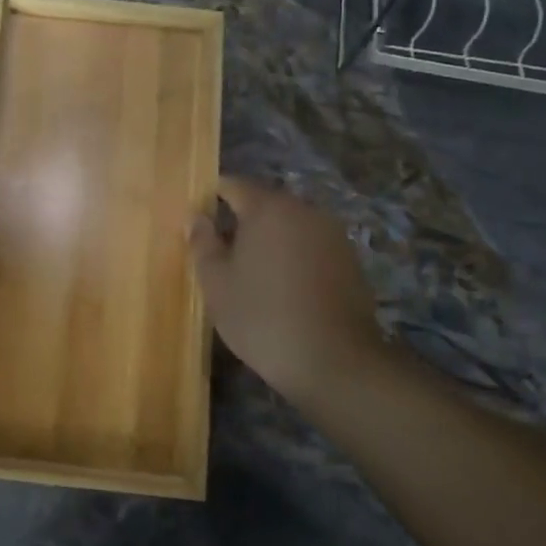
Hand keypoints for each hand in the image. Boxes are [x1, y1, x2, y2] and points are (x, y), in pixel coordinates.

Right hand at [188, 177, 388, 408]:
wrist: (333, 360)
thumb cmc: (261, 316)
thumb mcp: (216, 283)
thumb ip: (202, 243)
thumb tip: (196, 217)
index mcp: (268, 208)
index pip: (233, 185)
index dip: (211, 197)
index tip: (198, 220)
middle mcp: (305, 210)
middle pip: (265, 204)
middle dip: (241, 221)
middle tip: (220, 253)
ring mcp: (333, 235)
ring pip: (290, 226)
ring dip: (270, 241)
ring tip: (251, 274)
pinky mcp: (350, 261)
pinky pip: (311, 247)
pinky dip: (293, 258)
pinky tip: (283, 289)